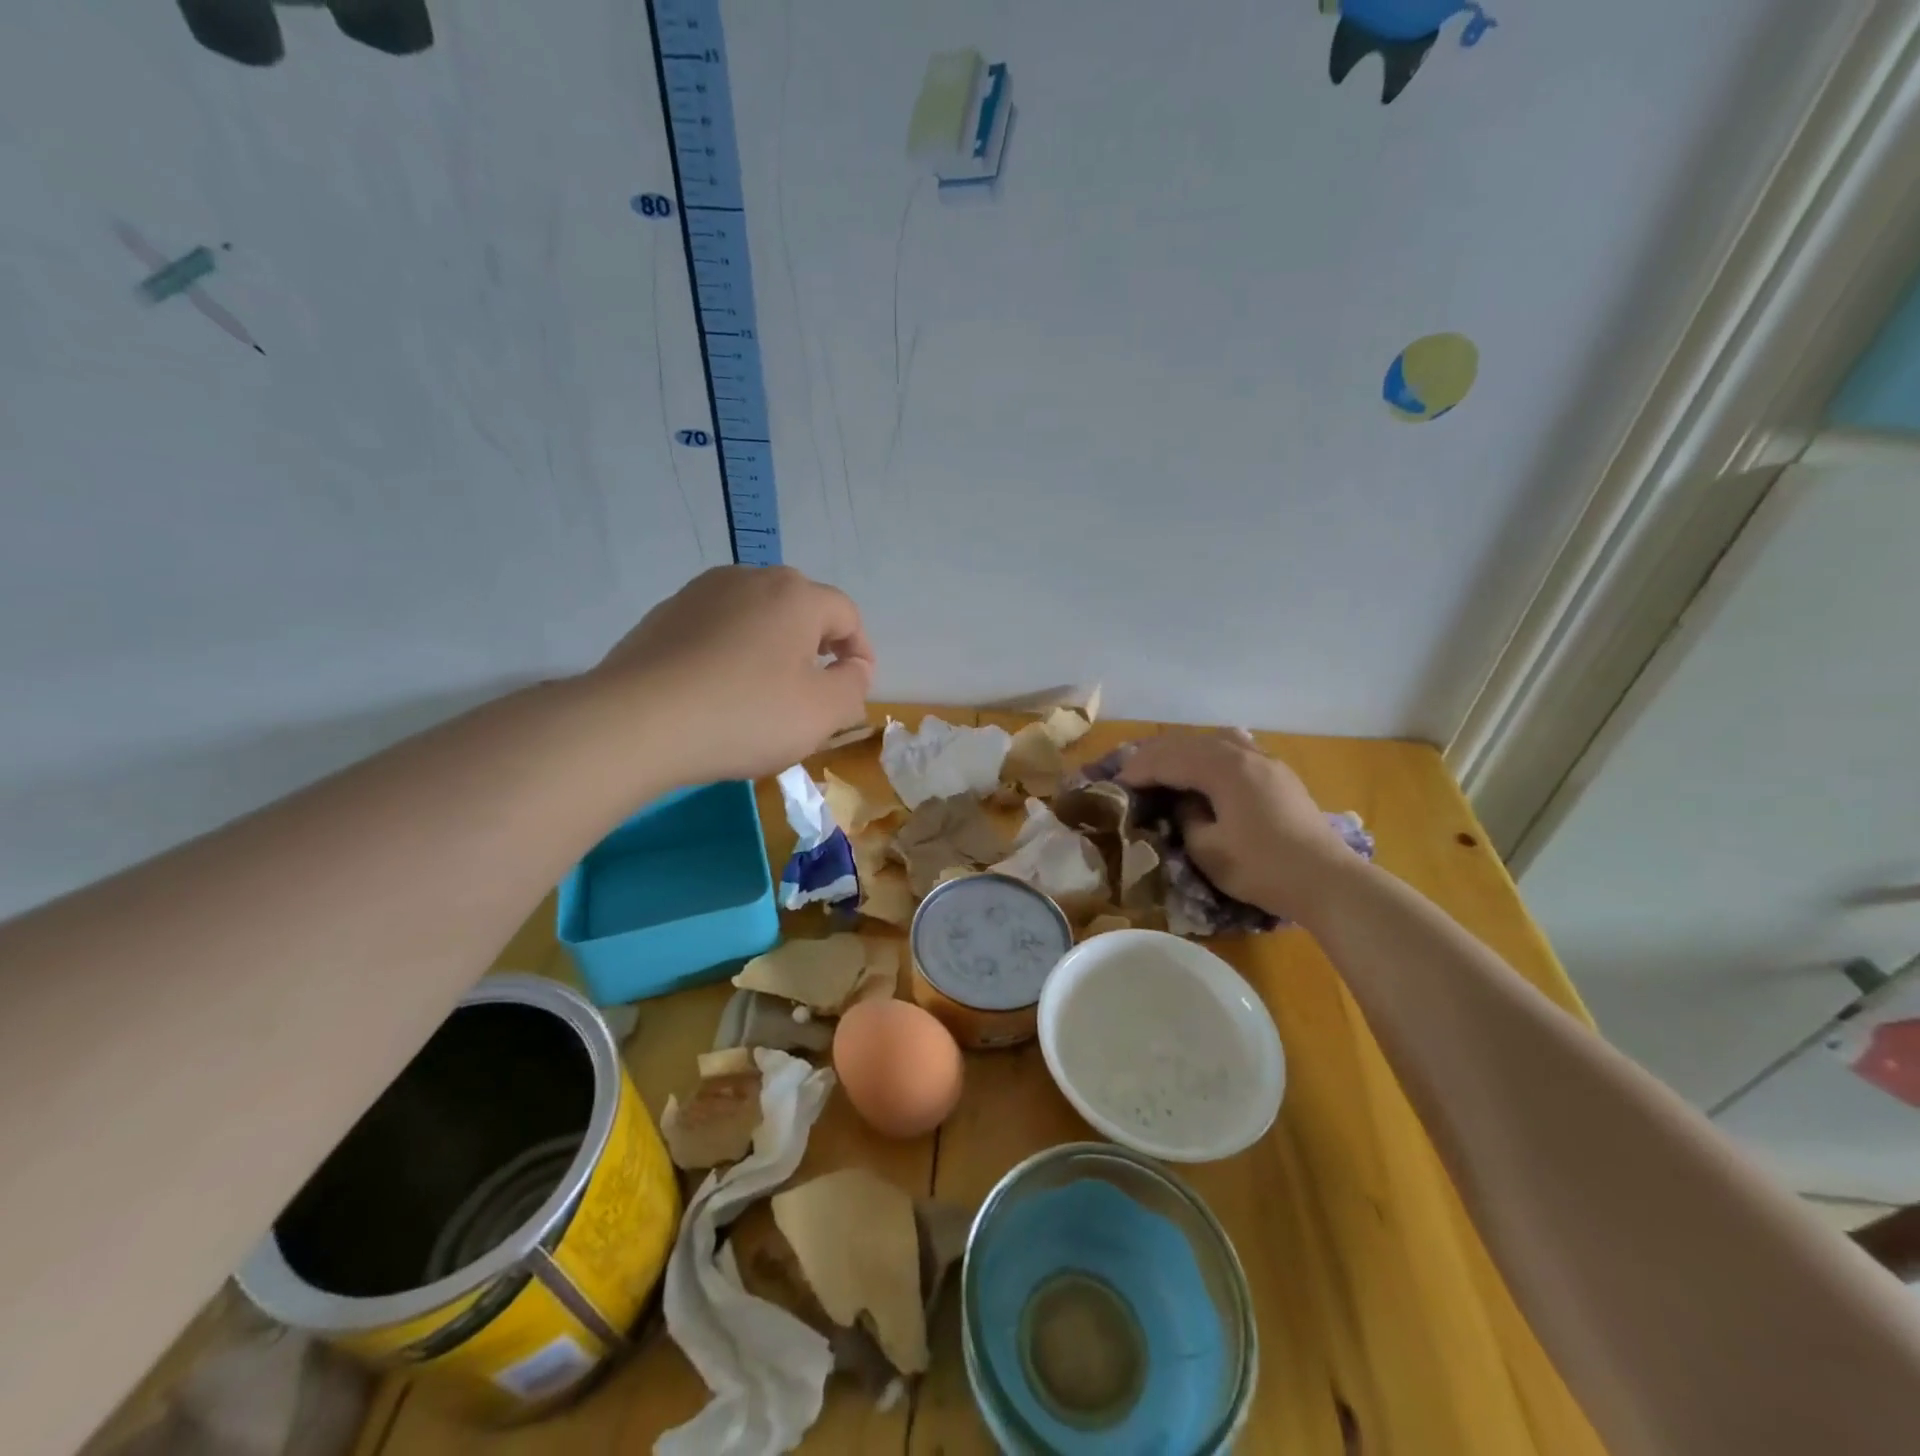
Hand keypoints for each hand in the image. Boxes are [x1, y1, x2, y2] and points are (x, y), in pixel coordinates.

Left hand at [590, 566, 874, 783]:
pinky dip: (731, 654)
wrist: (636, 721)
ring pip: (756, 617)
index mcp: (795, 595)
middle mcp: (749, 579)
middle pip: (800, 609)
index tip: (853, 690)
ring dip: (772, 649)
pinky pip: (717, 630)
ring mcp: (700, 593)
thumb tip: (855, 669)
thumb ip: (853, 687)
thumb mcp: (821, 713)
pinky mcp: (664, 615)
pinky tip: (719, 691)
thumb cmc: (745, 714)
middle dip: (816, 648)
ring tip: (765, 694)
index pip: (846, 614)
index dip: (860, 652)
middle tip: (813, 692)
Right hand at [1118, 731, 1356, 921]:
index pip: (1168, 761)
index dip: (1137, 771)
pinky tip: (1204, 765)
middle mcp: (1243, 754)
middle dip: (1155, 755)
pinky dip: (1208, 754)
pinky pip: (1234, 750)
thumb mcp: (1208, 849)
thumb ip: (1186, 818)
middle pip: (1188, 743)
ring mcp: (1265, 761)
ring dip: (1182, 751)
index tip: (1114, 784)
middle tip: (1129, 772)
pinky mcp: (1278, 775)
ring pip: (1213, 741)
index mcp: (1222, 768)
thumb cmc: (1262, 867)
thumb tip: (1183, 805)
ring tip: (1162, 765)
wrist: (1328, 881)